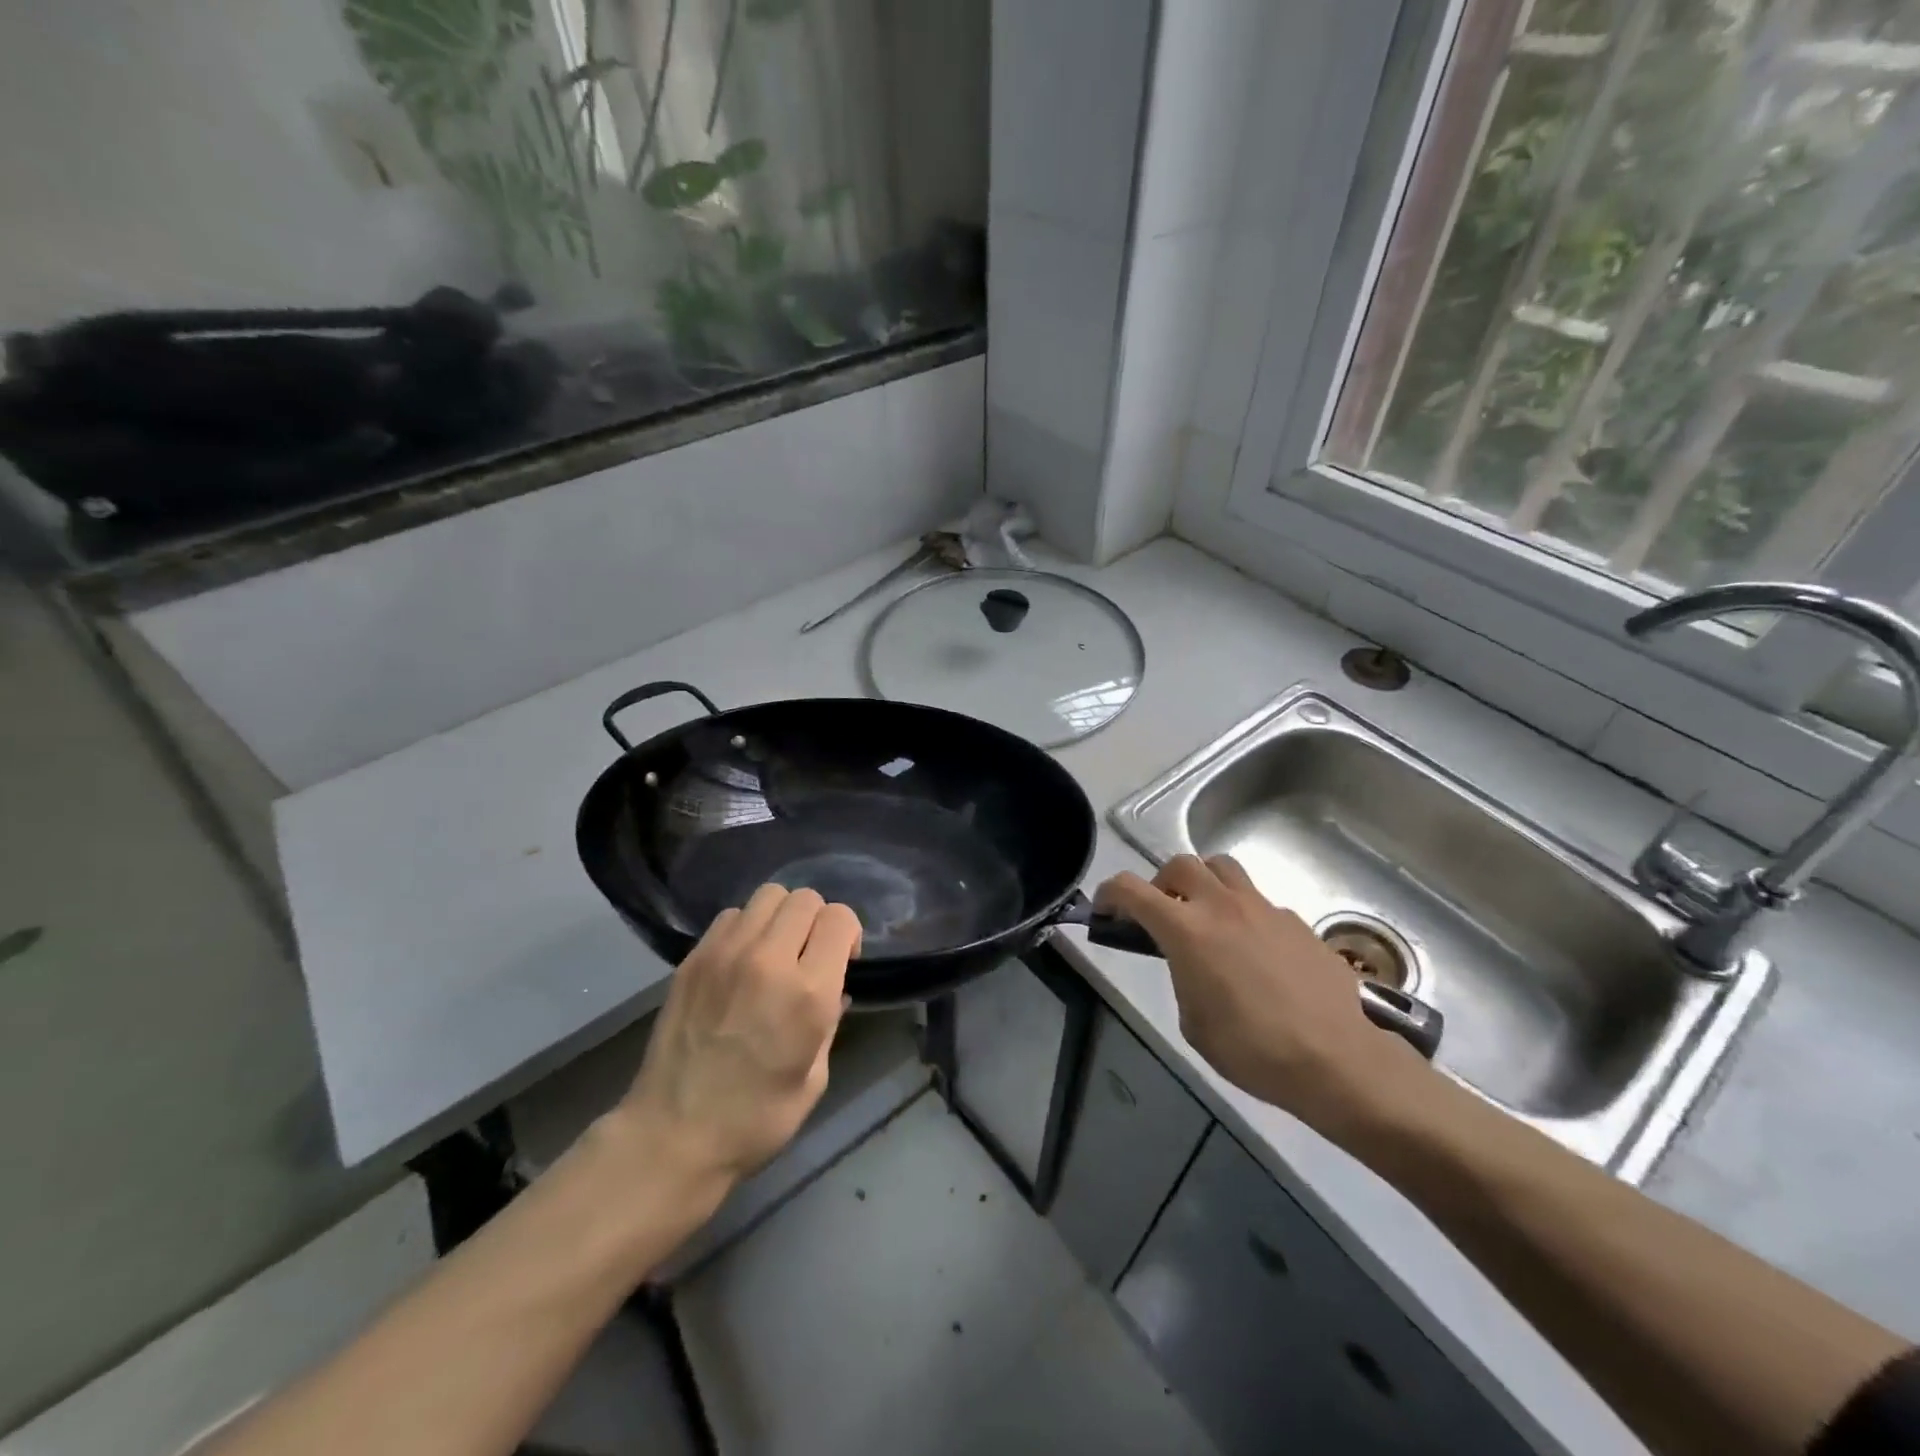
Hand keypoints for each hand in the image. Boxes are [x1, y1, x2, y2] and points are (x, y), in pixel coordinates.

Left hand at [613, 885, 861, 1195]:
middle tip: (809, 955)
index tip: (842, 960)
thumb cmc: (755, 1120)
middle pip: (805, 898)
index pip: (839, 918)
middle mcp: (768, 960)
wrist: (672, 1135)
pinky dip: (747, 927)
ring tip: (775, 951)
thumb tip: (832, 989)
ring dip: (781, 917)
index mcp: (808, 994)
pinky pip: (732, 916)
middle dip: (817, 921)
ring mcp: (725, 954)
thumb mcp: (815, 1077)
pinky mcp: (693, 958)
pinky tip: (742, 961)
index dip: (848, 934)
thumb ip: (829, 1021)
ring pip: (768, 895)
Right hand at [1095, 855, 1433, 1138]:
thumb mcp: (1195, 1023)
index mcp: (1187, 930)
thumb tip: (1191, 963)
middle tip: (1161, 913)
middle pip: (1181, 864)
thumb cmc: (1255, 1051)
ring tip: (1206, 917)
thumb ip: (1183, 978)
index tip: (1104, 909)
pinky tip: (1254, 952)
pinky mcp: (1296, 922)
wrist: (1340, 1061)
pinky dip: (1242, 912)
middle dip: (1161, 883)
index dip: (1110, 893)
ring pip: (1223, 868)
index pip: (1132, 889)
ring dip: (1204, 883)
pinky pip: (1258, 901)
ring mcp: (1264, 909)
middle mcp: (1223, 906)